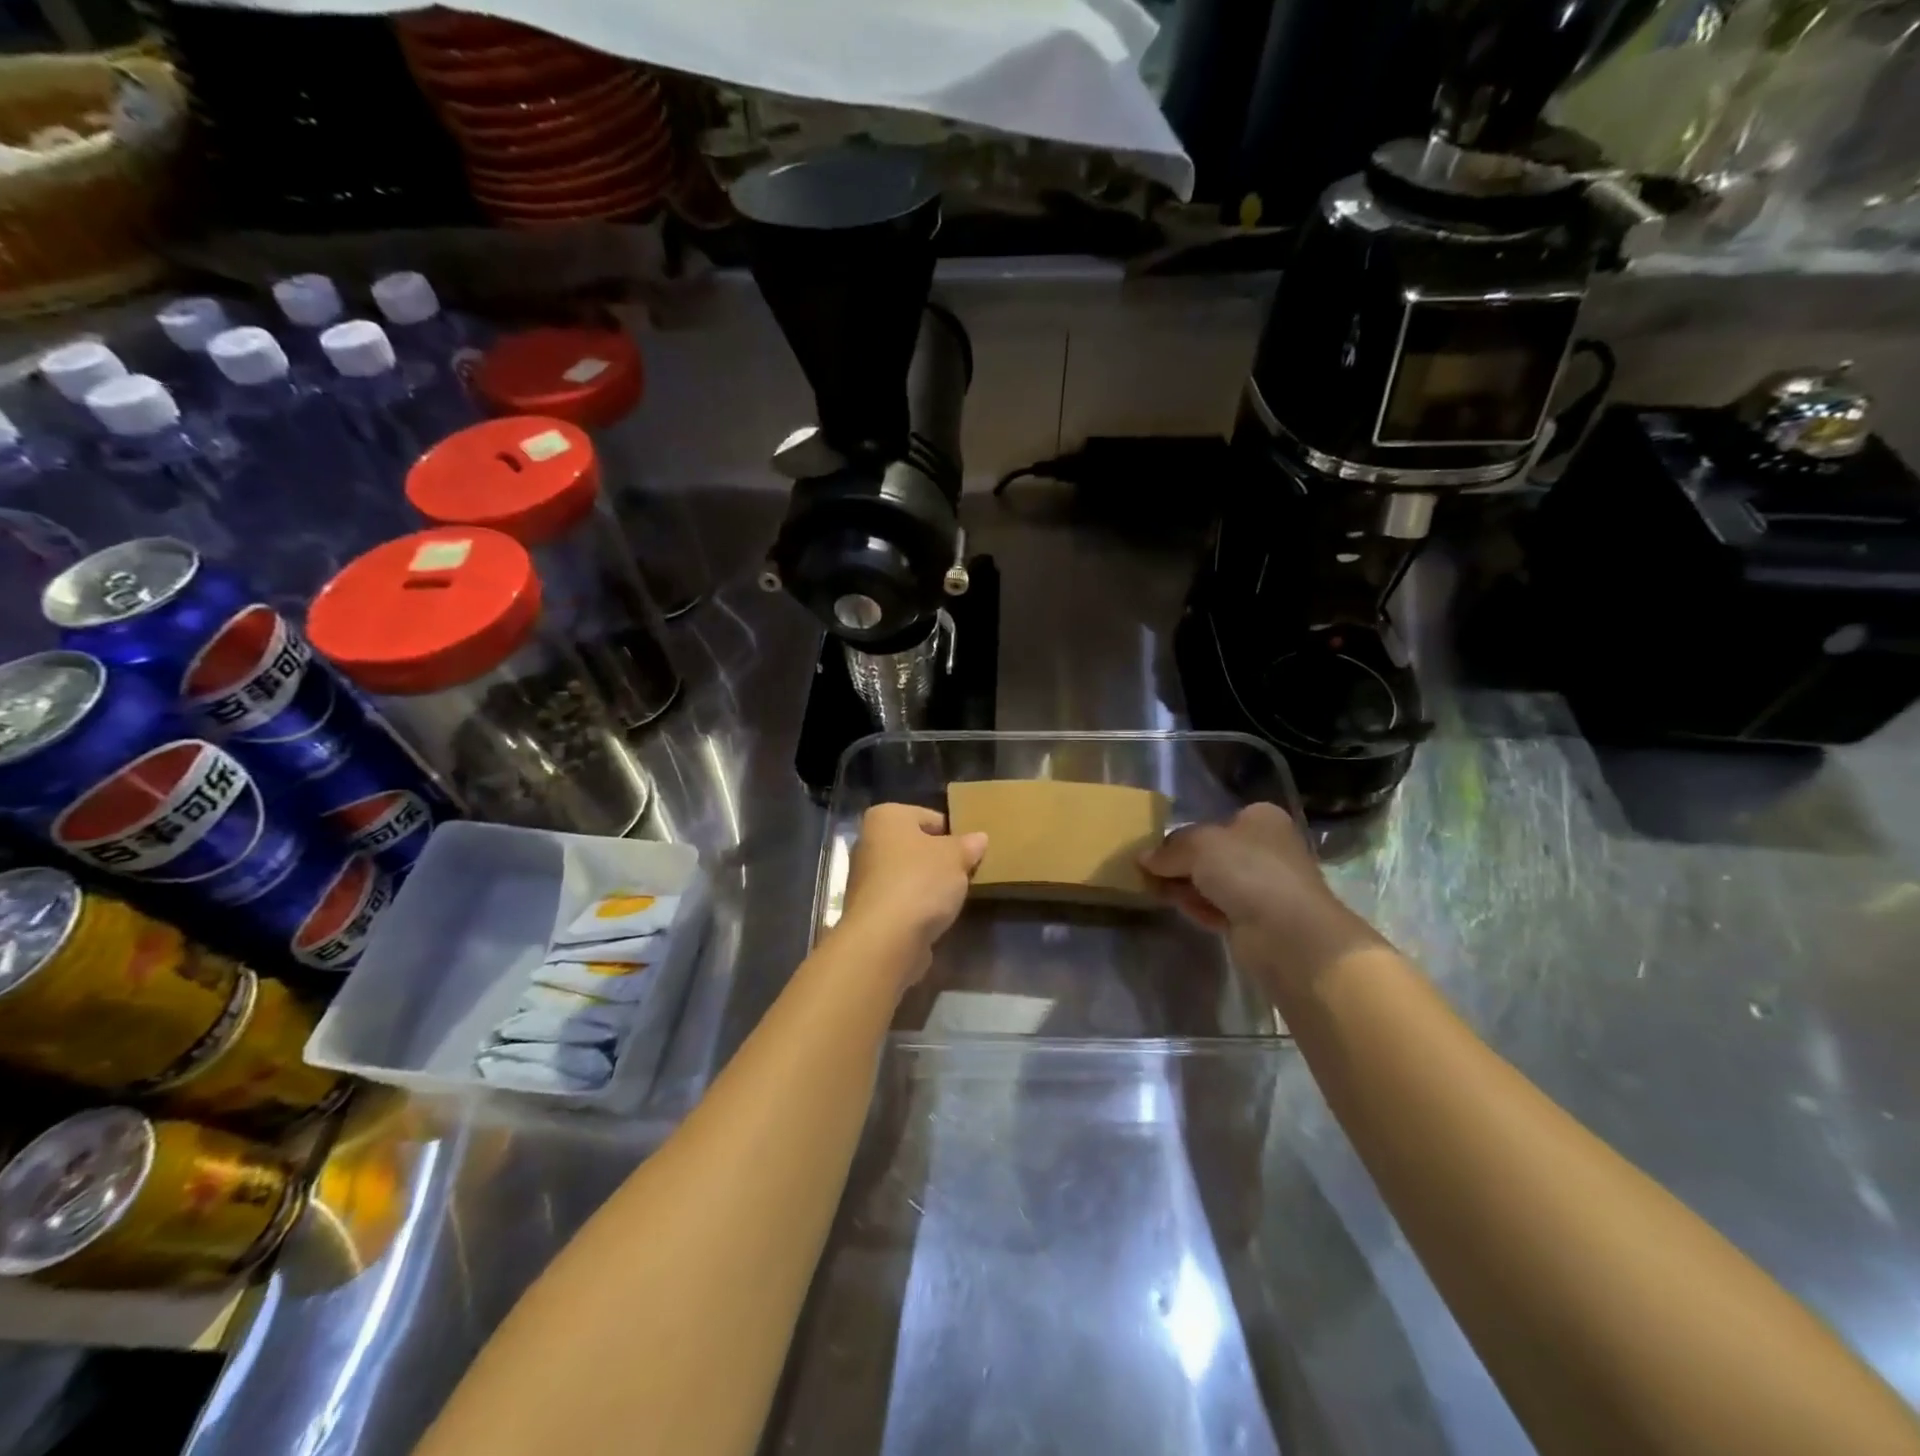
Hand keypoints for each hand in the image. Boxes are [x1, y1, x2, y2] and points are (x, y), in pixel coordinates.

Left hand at [839, 804, 987, 968]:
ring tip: (954, 898)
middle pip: (916, 846)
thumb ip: (968, 845)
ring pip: (909, 874)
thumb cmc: (920, 882)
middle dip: (940, 859)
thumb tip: (979, 838)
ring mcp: (865, 878)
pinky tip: (935, 917)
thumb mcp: (956, 857)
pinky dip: (917, 906)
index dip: (954, 834)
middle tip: (966, 874)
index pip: (929, 817)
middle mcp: (868, 842)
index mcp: (886, 817)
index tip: (971, 853)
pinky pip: (902, 900)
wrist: (885, 939)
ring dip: (929, 885)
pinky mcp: (869, 910)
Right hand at [1140, 803, 1383, 1000]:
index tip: (1156, 849)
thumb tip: (1144, 858)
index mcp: (1261, 819)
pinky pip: (1219, 909)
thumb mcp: (1198, 845)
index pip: (1215, 821)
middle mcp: (1267, 848)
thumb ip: (1169, 849)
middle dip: (1181, 864)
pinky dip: (1201, 909)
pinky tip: (1182, 911)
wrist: (1288, 933)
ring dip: (1187, 887)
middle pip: (1212, 853)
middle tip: (1149, 872)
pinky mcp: (1258, 920)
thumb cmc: (1247, 871)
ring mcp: (1264, 886)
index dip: (1185, 833)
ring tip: (1156, 891)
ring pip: (1213, 883)